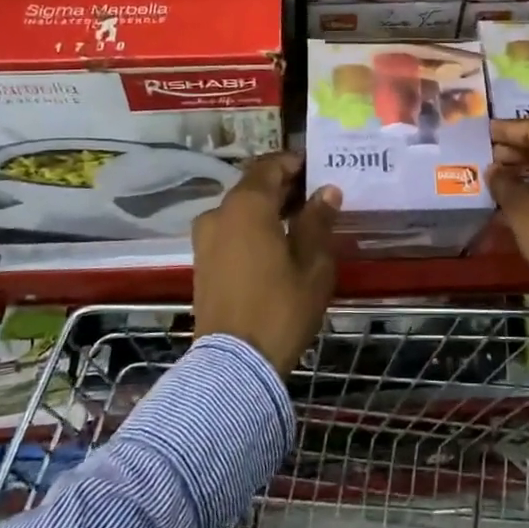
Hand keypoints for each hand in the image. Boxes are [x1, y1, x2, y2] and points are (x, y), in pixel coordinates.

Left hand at [192, 151, 342, 374]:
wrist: (234, 365)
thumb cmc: (280, 308)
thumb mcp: (312, 264)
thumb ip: (318, 221)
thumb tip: (327, 191)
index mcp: (246, 206)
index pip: (269, 166)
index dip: (294, 162)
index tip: (317, 168)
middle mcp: (218, 213)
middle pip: (253, 186)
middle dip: (283, 186)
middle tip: (315, 195)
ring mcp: (205, 239)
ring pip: (240, 210)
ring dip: (267, 208)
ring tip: (299, 221)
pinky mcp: (202, 263)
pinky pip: (230, 231)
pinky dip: (251, 228)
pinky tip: (276, 243)